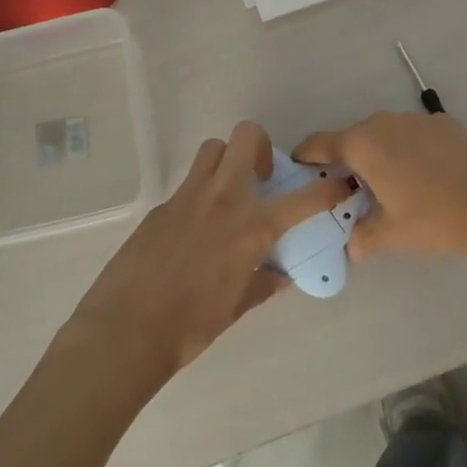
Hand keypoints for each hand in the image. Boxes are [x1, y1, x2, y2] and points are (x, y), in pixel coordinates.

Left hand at [63, 121, 349, 385]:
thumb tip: (279, 276)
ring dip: (227, 161)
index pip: (303, 199)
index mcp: (251, 227)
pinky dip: (201, 195)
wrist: (126, 330)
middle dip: (262, 147)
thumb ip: (263, 284)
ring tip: (228, 195)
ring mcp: (188, 197)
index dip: (328, 190)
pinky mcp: (161, 206)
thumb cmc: (191, 325)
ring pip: (213, 150)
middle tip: (262, 179)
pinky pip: (188, 185)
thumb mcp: (236, 306)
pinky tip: (194, 231)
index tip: (339, 184)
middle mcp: (223, 199)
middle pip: (246, 137)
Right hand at [294, 111, 466, 260]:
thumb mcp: (392, 234)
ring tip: (392, 188)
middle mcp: (383, 123)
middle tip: (351, 194)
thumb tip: (353, 247)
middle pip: (352, 140)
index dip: (305, 157)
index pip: (319, 144)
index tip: (299, 170)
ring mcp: (415, 119)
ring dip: (380, 157)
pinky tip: (427, 179)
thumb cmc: (435, 218)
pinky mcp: (443, 123)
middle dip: (347, 164)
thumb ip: (363, 237)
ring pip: (384, 136)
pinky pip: (412, 136)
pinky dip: (408, 153)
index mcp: (362, 144)